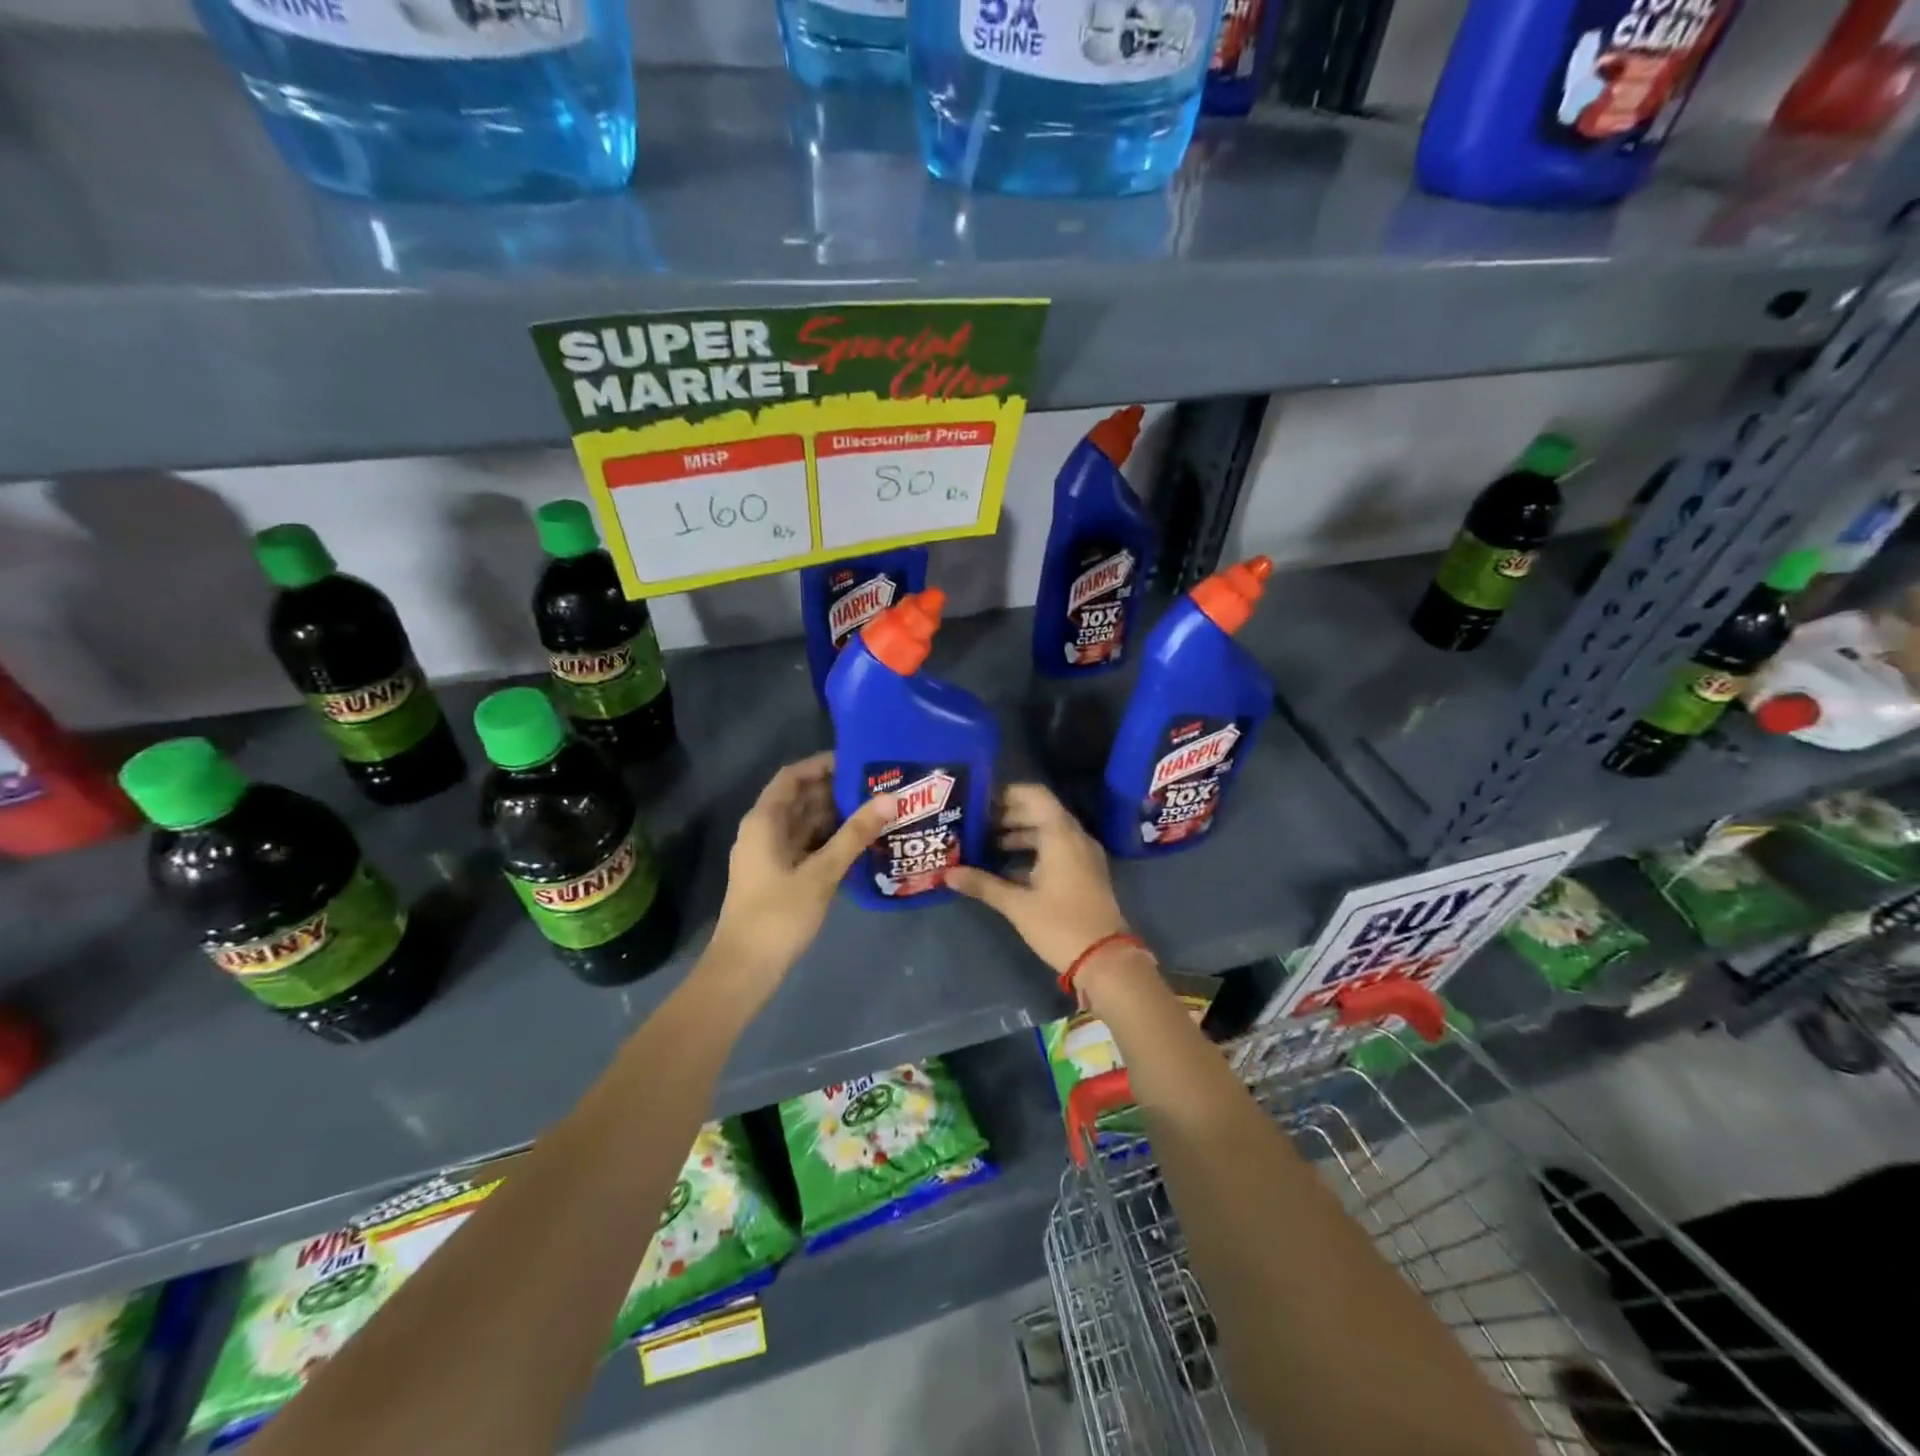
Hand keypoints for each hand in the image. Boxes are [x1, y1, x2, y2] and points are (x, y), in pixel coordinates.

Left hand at [706, 753, 891, 997]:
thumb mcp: (822, 872)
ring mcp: (770, 855)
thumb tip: (890, 799)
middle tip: (879, 786)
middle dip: (836, 790)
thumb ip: (855, 834)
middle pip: (801, 798)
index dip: (822, 765)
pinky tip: (860, 843)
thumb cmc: (778, 915)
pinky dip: (830, 840)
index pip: (793, 777)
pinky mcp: (779, 875)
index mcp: (764, 821)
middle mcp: (764, 831)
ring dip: (836, 816)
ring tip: (877, 810)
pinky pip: (807, 846)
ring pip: (805, 823)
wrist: (744, 969)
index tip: (859, 762)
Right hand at [946, 784, 1136, 980]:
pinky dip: (1033, 851)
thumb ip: (982, 884)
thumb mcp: (1017, 905)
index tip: (979, 802)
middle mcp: (1075, 836)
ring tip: (984, 846)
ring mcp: (1083, 855)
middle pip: (1039, 812)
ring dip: (1018, 835)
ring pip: (1047, 832)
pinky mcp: (1085, 873)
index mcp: (1060, 834)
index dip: (1005, 794)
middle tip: (974, 826)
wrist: (1106, 960)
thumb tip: (946, 874)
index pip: (1033, 795)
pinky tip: (1006, 869)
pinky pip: (1056, 849)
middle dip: (1006, 816)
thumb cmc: (1060, 925)